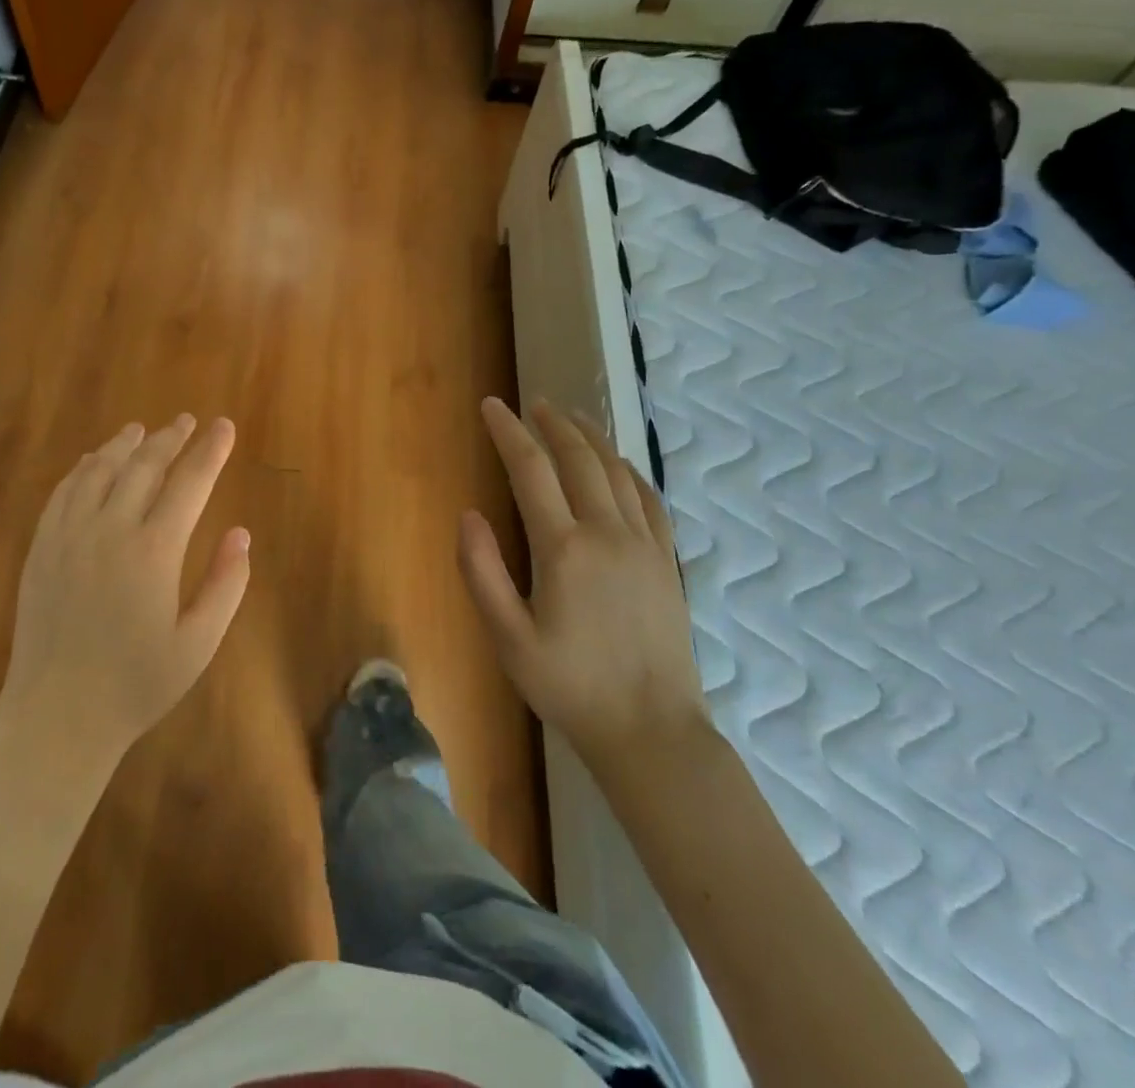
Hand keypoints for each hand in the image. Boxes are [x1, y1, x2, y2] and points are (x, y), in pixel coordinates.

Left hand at [0, 415, 250, 769]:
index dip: (210, 451)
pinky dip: (83, 469)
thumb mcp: (198, 644)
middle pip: (144, 466)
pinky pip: (63, 492)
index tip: (224, 427)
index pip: (190, 483)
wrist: (58, 717)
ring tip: (142, 429)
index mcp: (154, 551)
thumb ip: (225, 585)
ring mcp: (69, 536)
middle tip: (188, 421)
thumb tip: (241, 534)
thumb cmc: (137, 685)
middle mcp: (110, 530)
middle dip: (171, 439)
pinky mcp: (41, 548)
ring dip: (124, 445)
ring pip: (100, 470)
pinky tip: (93, 462)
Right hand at [459, 397, 708, 777]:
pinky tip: (619, 465)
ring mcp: (644, 545)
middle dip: (552, 425)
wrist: (650, 730)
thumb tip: (468, 514)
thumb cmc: (569, 686)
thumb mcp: (508, 639)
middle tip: (532, 404)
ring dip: (591, 438)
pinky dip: (630, 471)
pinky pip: (650, 499)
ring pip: (617, 471)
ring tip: (571, 419)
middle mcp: (607, 533)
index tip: (492, 406)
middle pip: (579, 459)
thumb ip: (482, 572)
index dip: (508, 433)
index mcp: (564, 549)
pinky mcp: (667, 561)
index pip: (531, 470)